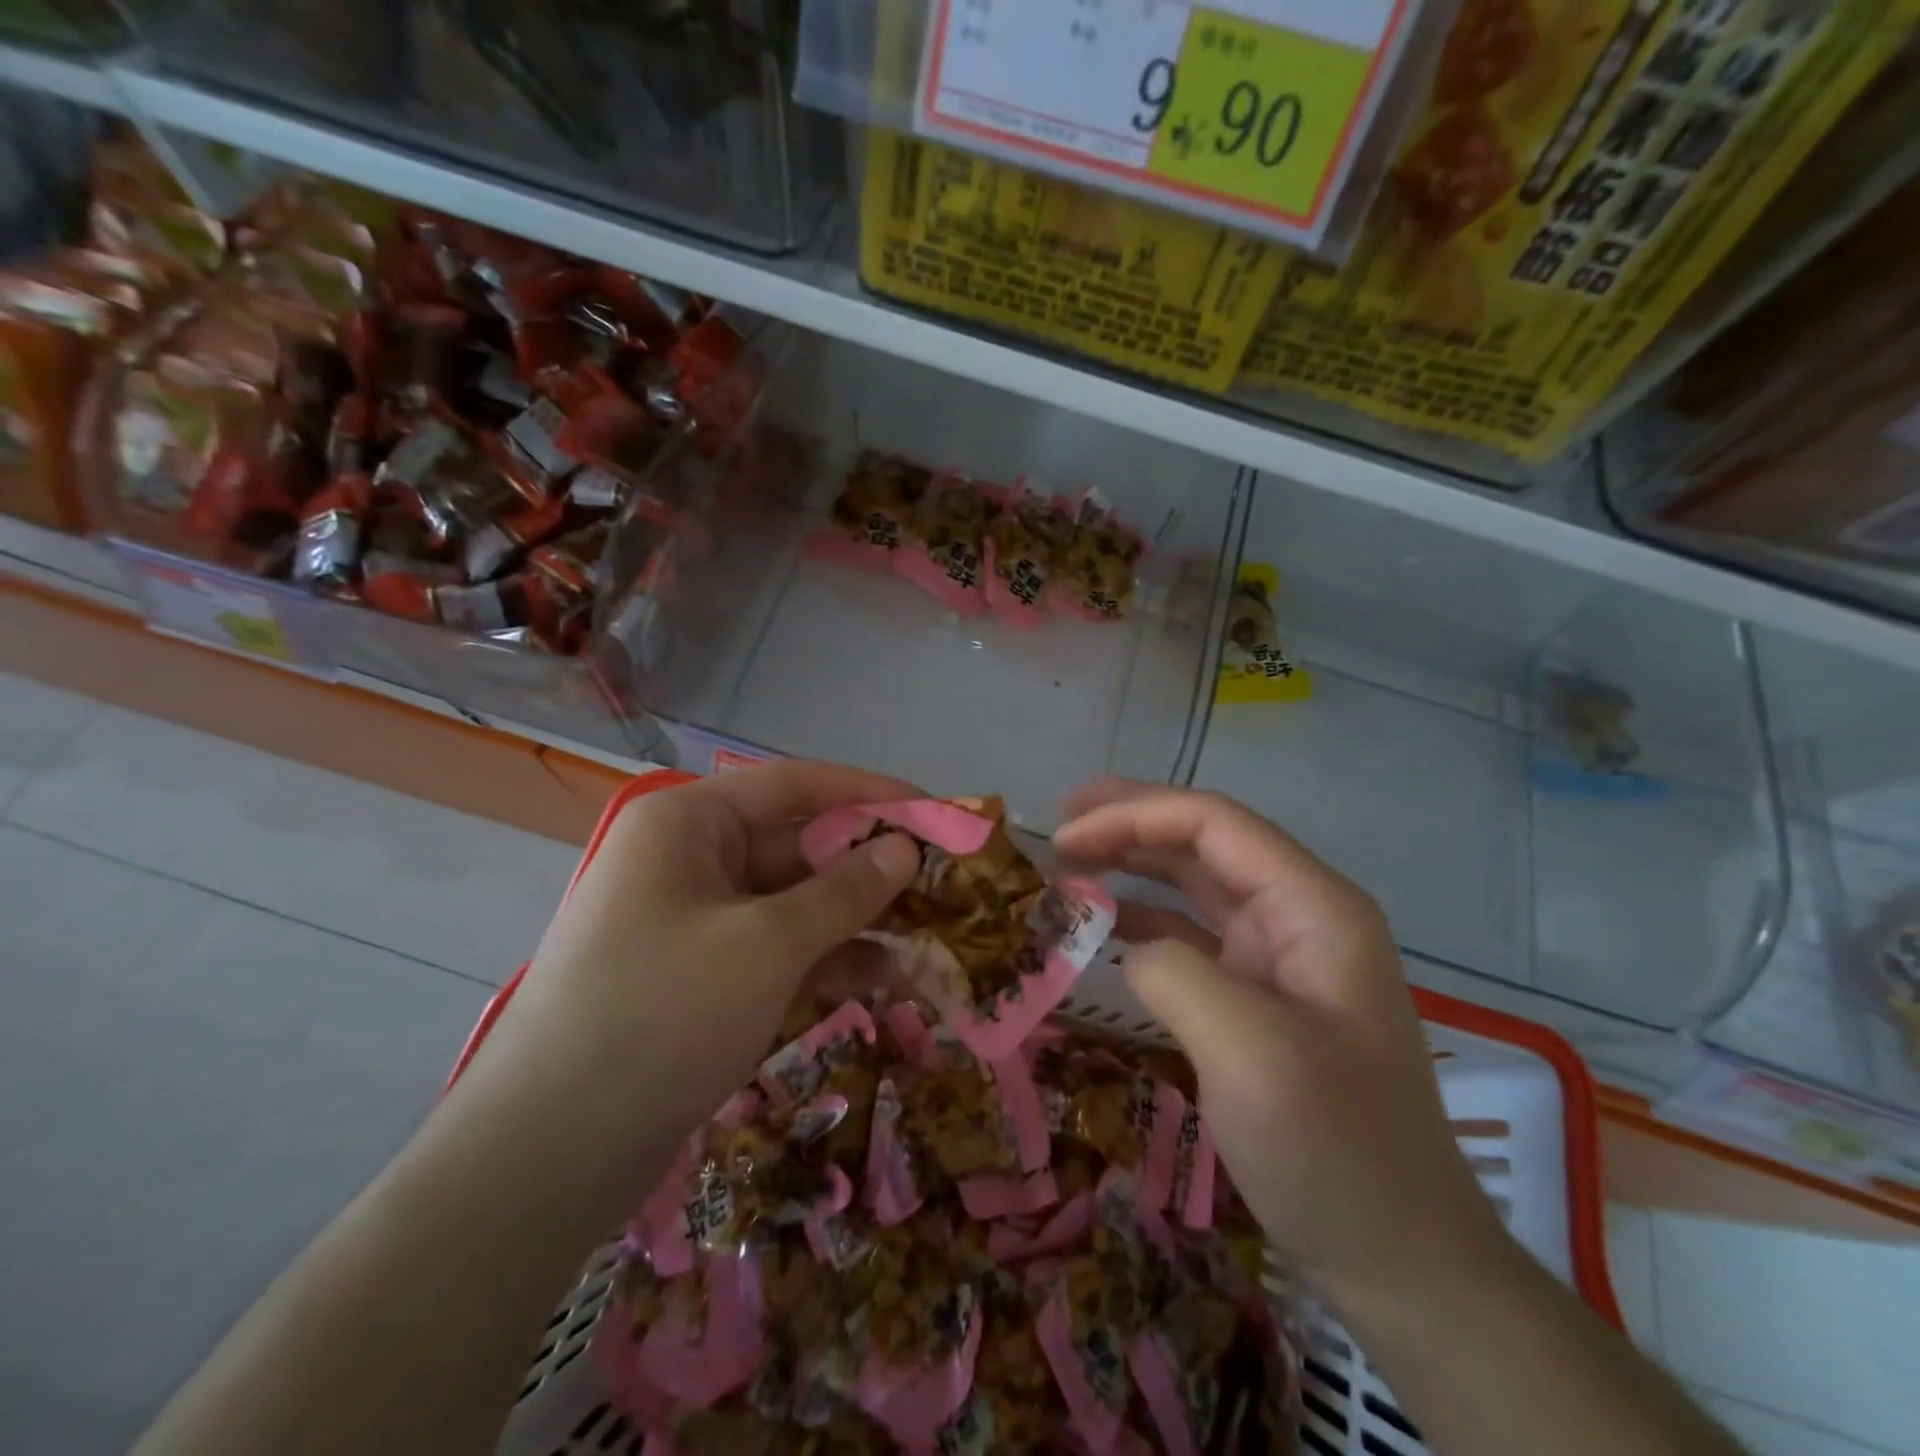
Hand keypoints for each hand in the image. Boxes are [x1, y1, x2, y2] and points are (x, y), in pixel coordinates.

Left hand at [455, 761, 921, 1220]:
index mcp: (690, 824)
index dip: (870, 793)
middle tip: (946, 881)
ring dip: (859, 916)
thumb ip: (844, 892)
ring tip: (933, 931)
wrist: (547, 1158)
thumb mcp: (766, 945)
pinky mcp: (706, 978)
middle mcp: (692, 861)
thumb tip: (904, 849)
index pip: (795, 785)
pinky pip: (779, 949)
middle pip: (799, 844)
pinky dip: (830, 958)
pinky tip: (889, 974)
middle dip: (871, 864)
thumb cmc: (660, 1015)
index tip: (935, 812)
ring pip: (795, 902)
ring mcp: (698, 922)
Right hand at [1055, 782, 1508, 1311]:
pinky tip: (1103, 926)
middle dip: (1129, 825)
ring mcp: (1279, 958)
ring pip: (1194, 885)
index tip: (1064, 836)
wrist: (1398, 1258)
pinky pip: (1191, 937)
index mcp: (1314, 906)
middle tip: (1059, 826)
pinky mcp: (1258, 997)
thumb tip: (1129, 947)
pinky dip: (1143, 922)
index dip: (1133, 815)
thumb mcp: (1247, 1050)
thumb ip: (1173, 971)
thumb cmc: (1333, 1146)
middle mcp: (1299, 916)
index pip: (1214, 825)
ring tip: (1070, 862)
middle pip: (1203, 842)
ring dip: (1133, 866)